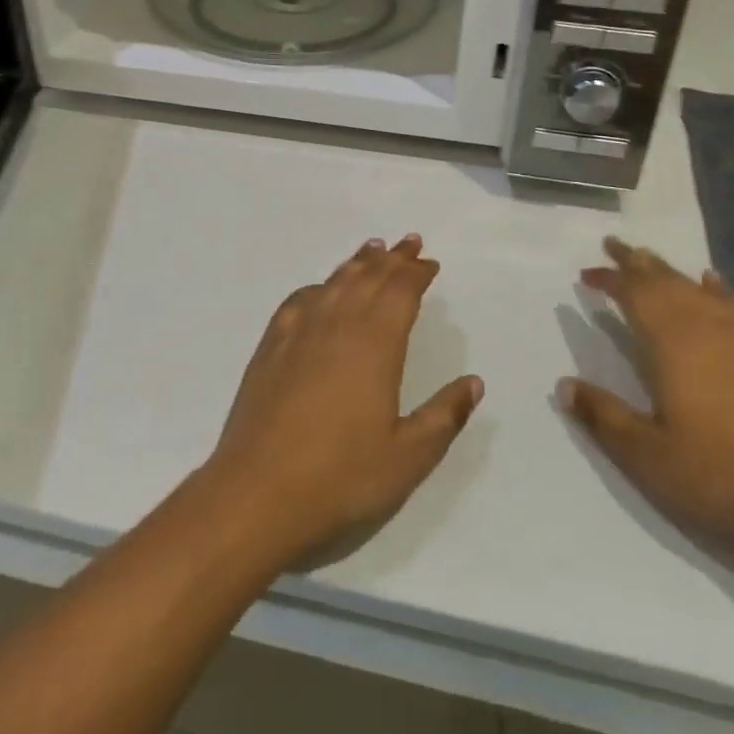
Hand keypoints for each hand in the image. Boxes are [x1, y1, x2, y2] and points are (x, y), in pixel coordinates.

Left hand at [205, 236, 482, 565]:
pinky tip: (320, 290)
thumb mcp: (408, 456)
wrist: (258, 492)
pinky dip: (318, 286)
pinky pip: (299, 301)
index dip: (417, 273)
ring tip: (372, 249)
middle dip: (392, 258)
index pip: (400, 293)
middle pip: (368, 278)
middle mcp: (338, 325)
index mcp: (375, 345)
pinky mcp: (271, 347)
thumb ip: (444, 415)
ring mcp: (299, 333)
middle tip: (409, 242)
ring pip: (334, 283)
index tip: (430, 263)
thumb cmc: (342, 477)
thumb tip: (474, 382)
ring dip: (357, 264)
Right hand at [559, 237, 733, 575]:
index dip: (608, 280)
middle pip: (665, 281)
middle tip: (613, 246)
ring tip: (649, 260)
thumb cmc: (725, 477)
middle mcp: (706, 327)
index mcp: (672, 344)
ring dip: (669, 271)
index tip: (586, 276)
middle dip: (636, 262)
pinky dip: (716, 288)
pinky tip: (712, 282)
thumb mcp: (649, 458)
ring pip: (697, 288)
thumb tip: (563, 385)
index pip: (633, 295)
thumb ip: (604, 417)